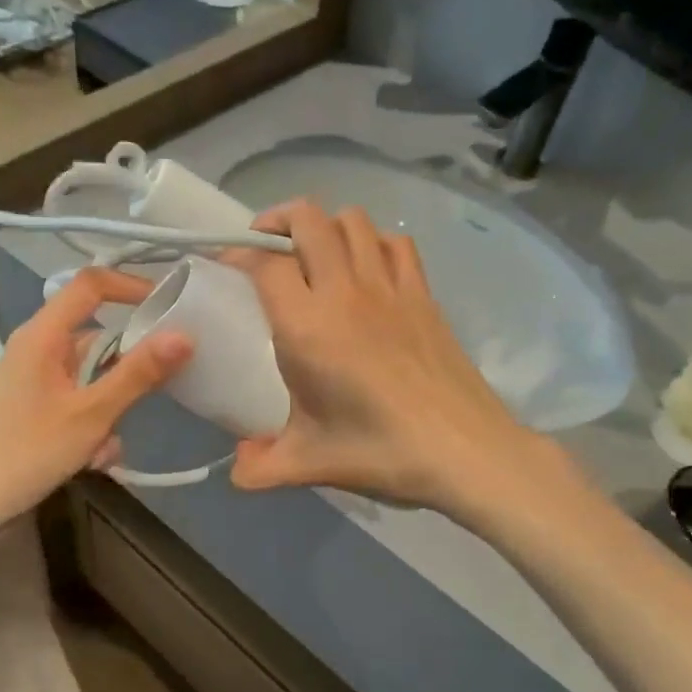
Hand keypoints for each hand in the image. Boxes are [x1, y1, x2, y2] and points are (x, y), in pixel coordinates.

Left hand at [0, 269, 190, 557]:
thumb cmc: (25, 453)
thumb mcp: (92, 414)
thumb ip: (138, 374)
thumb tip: (185, 335)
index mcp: (42, 335)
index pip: (91, 285)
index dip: (131, 286)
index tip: (171, 307)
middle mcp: (36, 349)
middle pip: (97, 339)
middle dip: (125, 374)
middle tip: (146, 401)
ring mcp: (33, 380)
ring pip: (91, 379)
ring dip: (108, 411)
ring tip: (104, 450)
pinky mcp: (32, 408)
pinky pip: (76, 404)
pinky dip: (91, 427)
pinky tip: (91, 462)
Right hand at [226, 201, 545, 515]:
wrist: (465, 451)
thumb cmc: (380, 452)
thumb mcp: (309, 463)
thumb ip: (261, 466)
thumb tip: (237, 471)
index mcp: (308, 327)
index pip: (265, 264)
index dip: (239, 256)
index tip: (227, 269)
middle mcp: (345, 292)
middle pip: (308, 219)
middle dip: (277, 220)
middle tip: (265, 248)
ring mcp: (390, 287)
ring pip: (353, 221)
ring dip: (326, 225)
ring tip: (313, 253)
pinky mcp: (423, 295)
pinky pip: (395, 243)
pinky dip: (373, 241)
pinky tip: (366, 268)